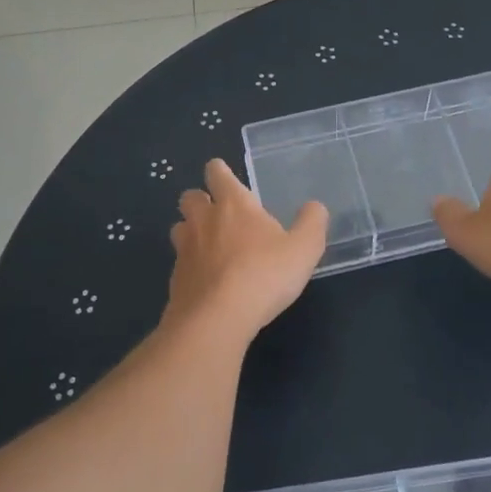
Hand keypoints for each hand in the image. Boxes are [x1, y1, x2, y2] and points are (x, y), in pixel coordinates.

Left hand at [164, 160, 327, 345]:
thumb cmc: (264, 275)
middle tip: (218, 213)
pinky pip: (180, 262)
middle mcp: (203, 220)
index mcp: (233, 204)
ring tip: (209, 245)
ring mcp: (184, 249)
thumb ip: (312, 223)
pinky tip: (207, 281)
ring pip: (179, 227)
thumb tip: (314, 207)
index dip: (219, 172)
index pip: (217, 173)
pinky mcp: (175, 279)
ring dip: (190, 231)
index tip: (225, 177)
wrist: (216, 319)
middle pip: (189, 196)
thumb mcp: (304, 249)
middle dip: (200, 200)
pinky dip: (190, 266)